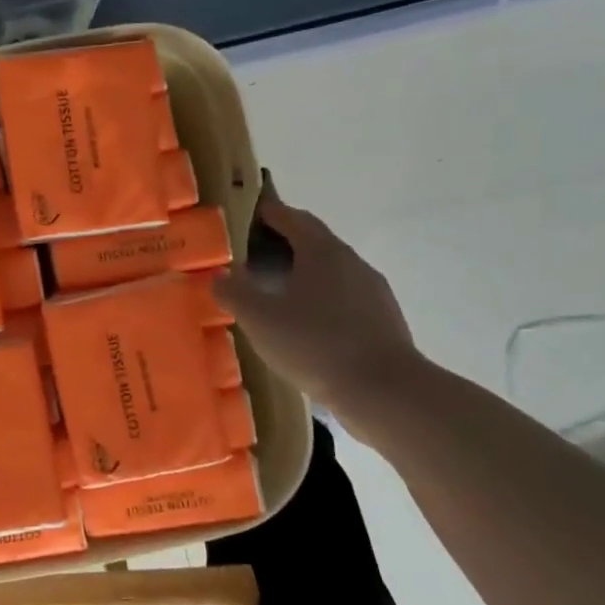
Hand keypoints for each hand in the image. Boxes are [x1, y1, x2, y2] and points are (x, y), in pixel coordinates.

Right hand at [213, 178, 420, 421]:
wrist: (384, 391)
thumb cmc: (315, 344)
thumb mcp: (259, 318)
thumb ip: (233, 292)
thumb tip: (219, 275)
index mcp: (321, 251)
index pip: (291, 217)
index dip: (267, 212)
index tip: (246, 213)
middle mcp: (351, 261)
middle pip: (313, 241)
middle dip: (284, 242)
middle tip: (252, 255)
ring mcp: (372, 291)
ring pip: (331, 271)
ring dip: (304, 273)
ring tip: (275, 292)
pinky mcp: (383, 320)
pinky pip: (344, 298)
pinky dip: (321, 300)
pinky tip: (306, 325)